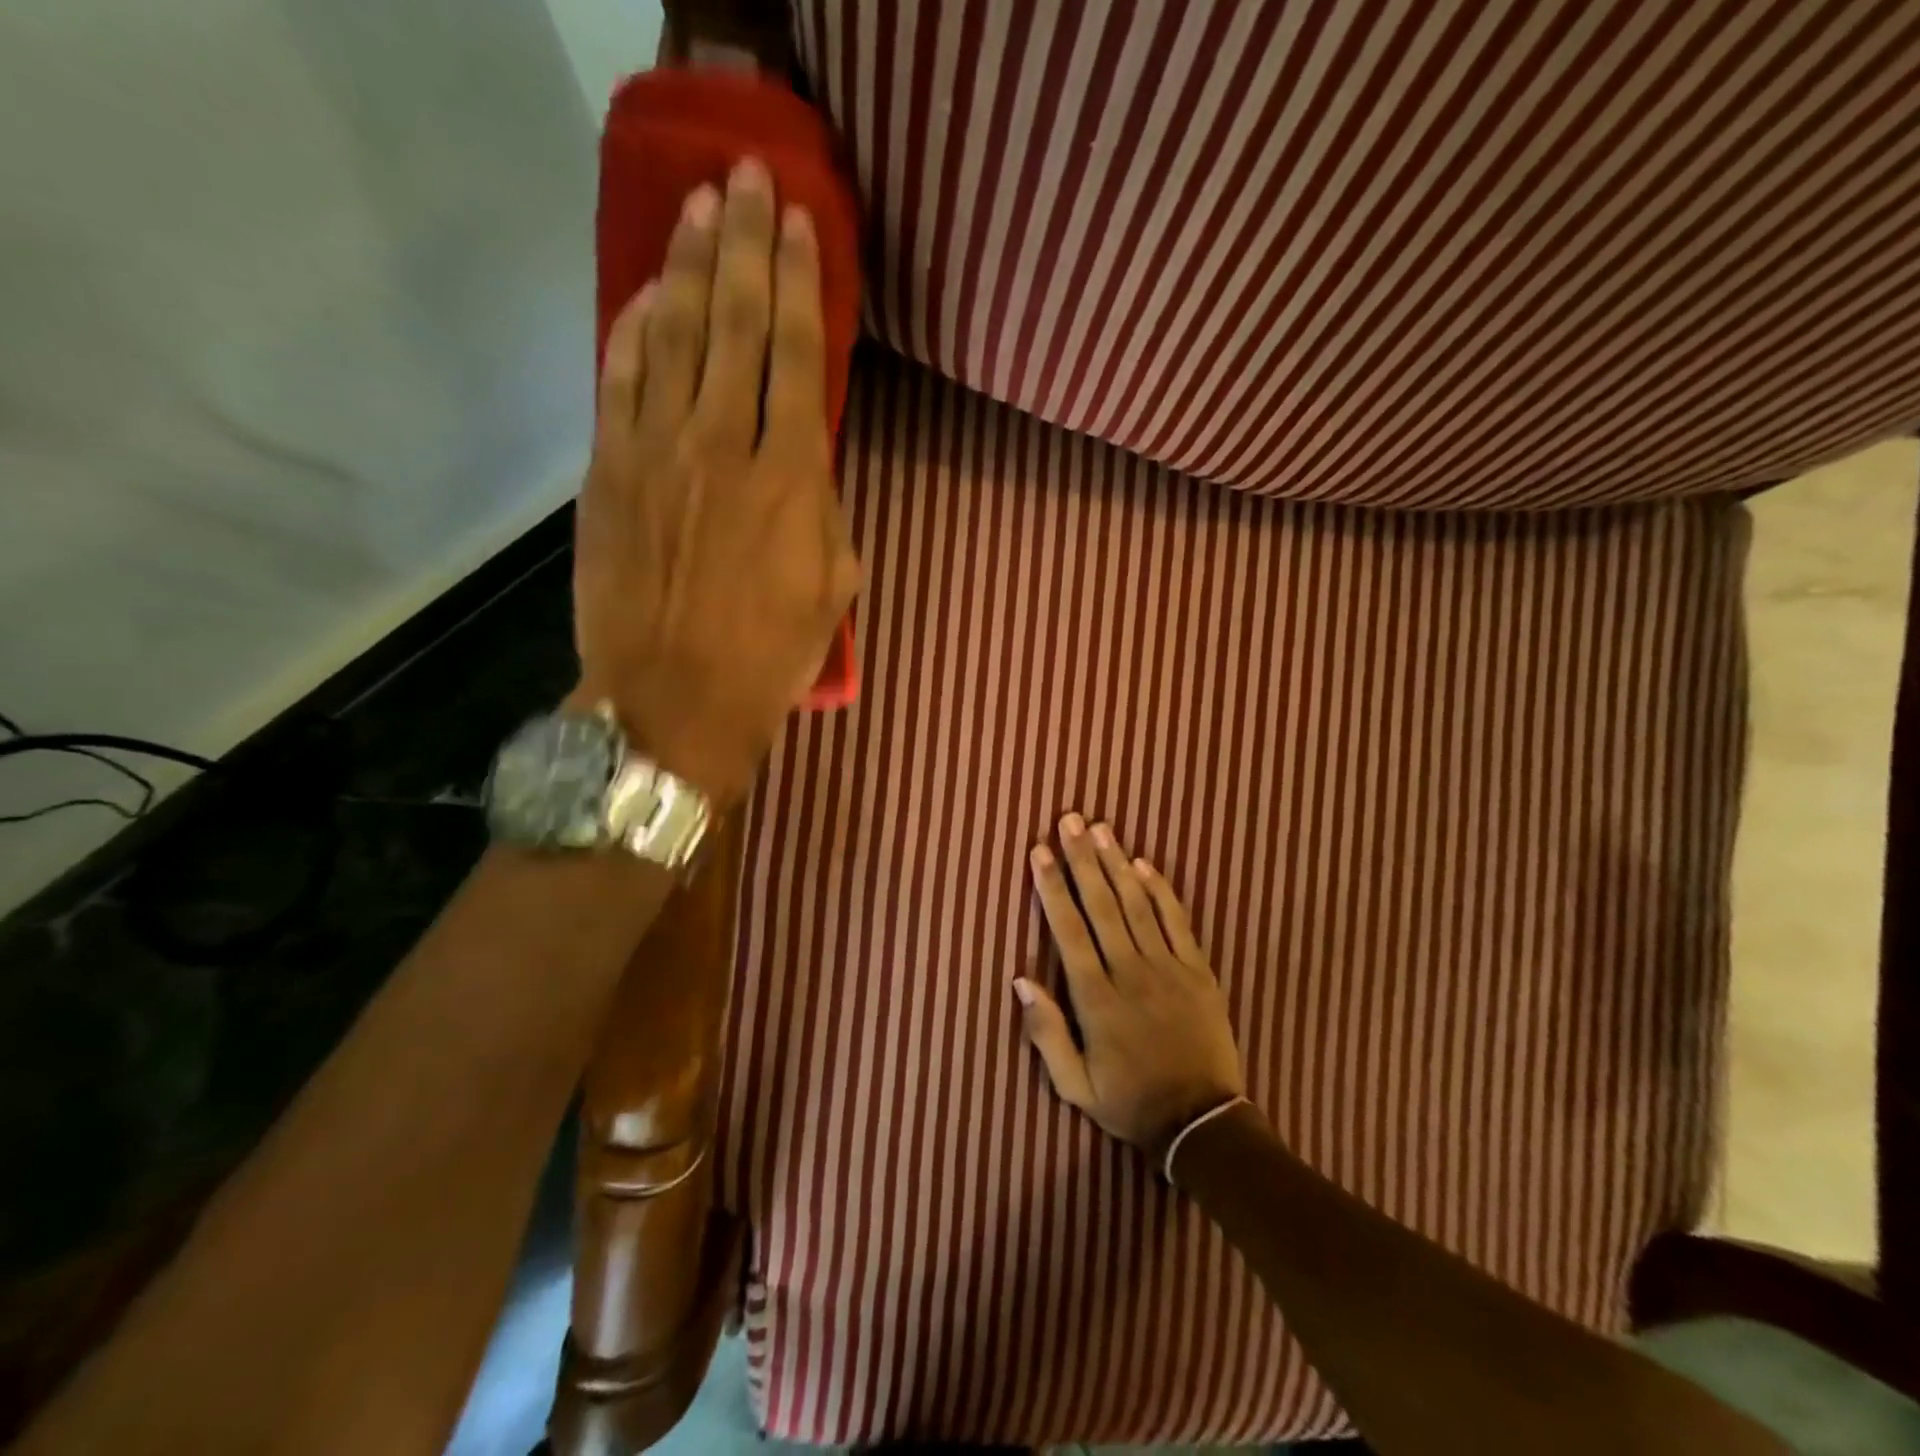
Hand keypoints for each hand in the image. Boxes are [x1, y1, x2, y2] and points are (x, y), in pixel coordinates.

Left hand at [574, 158, 860, 803]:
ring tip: (702, 209)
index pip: (797, 355)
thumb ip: (825, 507)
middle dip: (746, 246)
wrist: (674, 700)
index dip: (799, 282)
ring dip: (691, 266)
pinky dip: (635, 328)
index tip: (798, 223)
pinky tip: (650, 293)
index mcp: (791, 478)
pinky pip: (621, 379)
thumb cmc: (769, 656)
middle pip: (736, 324)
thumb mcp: (834, 586)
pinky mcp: (609, 470)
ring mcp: (657, 451)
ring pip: (676, 336)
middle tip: (748, 177)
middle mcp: (723, 445)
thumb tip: (807, 458)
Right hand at [1016, 813, 1247, 1159]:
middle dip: (1082, 859)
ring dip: (1116, 863)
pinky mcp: (1199, 971)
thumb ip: (1045, 1033)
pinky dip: (1160, 890)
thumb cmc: (1130, 1102)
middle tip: (1069, 820)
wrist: (1202, 1123)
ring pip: (1136, 905)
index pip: (1068, 930)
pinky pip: (1178, 922)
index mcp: (1096, 998)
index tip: (1038, 851)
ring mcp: (1168, 968)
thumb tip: (1020, 980)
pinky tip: (1143, 864)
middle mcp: (1130, 972)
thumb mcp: (1074, 1085)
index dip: (1051, 887)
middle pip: (1101, 905)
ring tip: (1100, 828)